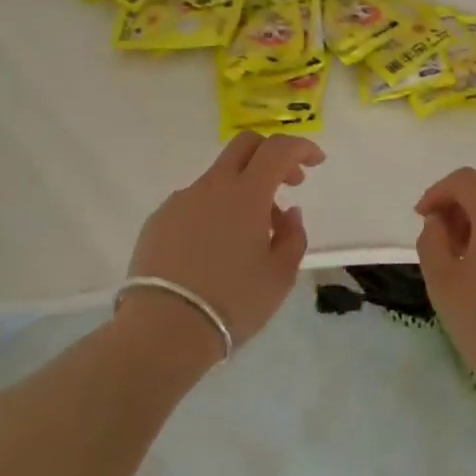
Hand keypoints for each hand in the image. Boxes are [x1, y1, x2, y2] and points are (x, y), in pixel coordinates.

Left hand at [121, 132, 323, 363]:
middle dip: (271, 154)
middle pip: (245, 145)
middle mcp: (213, 185)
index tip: (316, 161)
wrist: (162, 331)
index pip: (279, 149)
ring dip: (241, 190)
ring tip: (248, 233)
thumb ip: (293, 237)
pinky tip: (212, 247)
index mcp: (247, 193)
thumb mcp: (279, 277)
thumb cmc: (231, 302)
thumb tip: (288, 213)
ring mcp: (182, 200)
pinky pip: (194, 202)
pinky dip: (212, 211)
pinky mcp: (159, 220)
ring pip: (219, 177)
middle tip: (286, 182)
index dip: (302, 147)